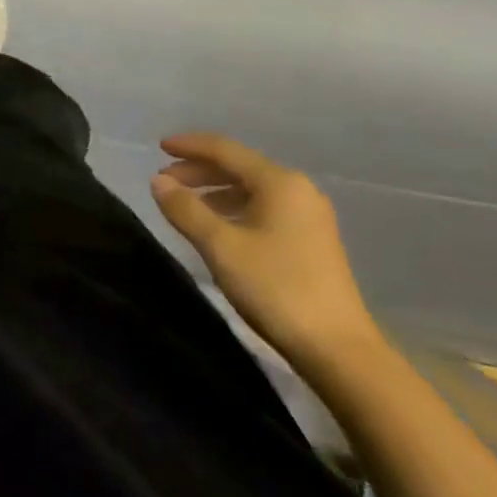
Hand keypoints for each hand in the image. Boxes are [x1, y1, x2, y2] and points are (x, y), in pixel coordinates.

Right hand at [151, 133, 380, 367]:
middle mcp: (298, 190)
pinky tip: (217, 227)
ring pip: (251, 189)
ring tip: (184, 205)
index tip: (159, 147)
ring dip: (215, 191)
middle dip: (199, 170)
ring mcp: (309, 216)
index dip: (189, 146)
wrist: (338, 350)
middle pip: (239, 167)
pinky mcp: (311, 241)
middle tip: (164, 182)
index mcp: (279, 182)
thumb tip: (158, 182)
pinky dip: (234, 209)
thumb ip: (186, 209)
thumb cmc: (276, 288)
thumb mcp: (221, 246)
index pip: (225, 150)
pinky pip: (263, 209)